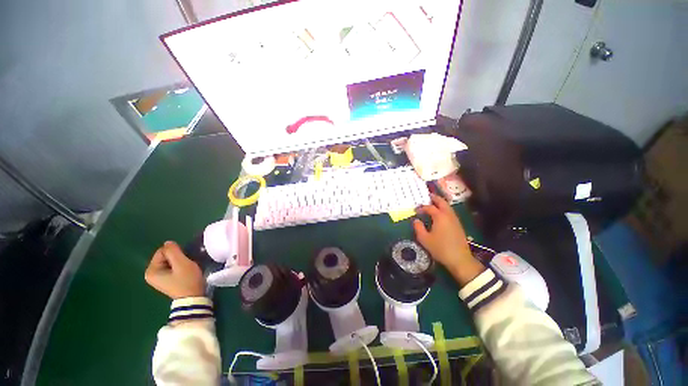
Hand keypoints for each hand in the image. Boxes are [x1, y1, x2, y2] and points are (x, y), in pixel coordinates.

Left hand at [145, 241, 204, 298]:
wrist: (193, 298)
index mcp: (151, 270)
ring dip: (179, 262)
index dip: (176, 253)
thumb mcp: (182, 264)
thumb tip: (168, 242)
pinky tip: (184, 273)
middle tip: (185, 265)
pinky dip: (179, 267)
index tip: (183, 261)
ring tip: (186, 269)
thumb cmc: (187, 281)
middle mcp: (151, 274)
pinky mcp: (165, 280)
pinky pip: (171, 267)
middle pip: (165, 256)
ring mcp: (157, 278)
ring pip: (169, 261)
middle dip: (177, 257)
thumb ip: (173, 251)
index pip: (163, 251)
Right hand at [413, 194, 484, 284]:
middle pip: (442, 202)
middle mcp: (448, 215)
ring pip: (448, 207)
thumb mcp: (424, 239)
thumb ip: (418, 227)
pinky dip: (445, 209)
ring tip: (434, 203)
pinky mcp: (458, 225)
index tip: (415, 210)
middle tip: (428, 196)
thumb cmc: (440, 248)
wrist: (459, 259)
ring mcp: (455, 220)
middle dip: (435, 198)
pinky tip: (441, 214)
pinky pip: (450, 212)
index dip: (421, 207)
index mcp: (439, 217)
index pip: (429, 207)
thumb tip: (415, 220)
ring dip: (441, 203)